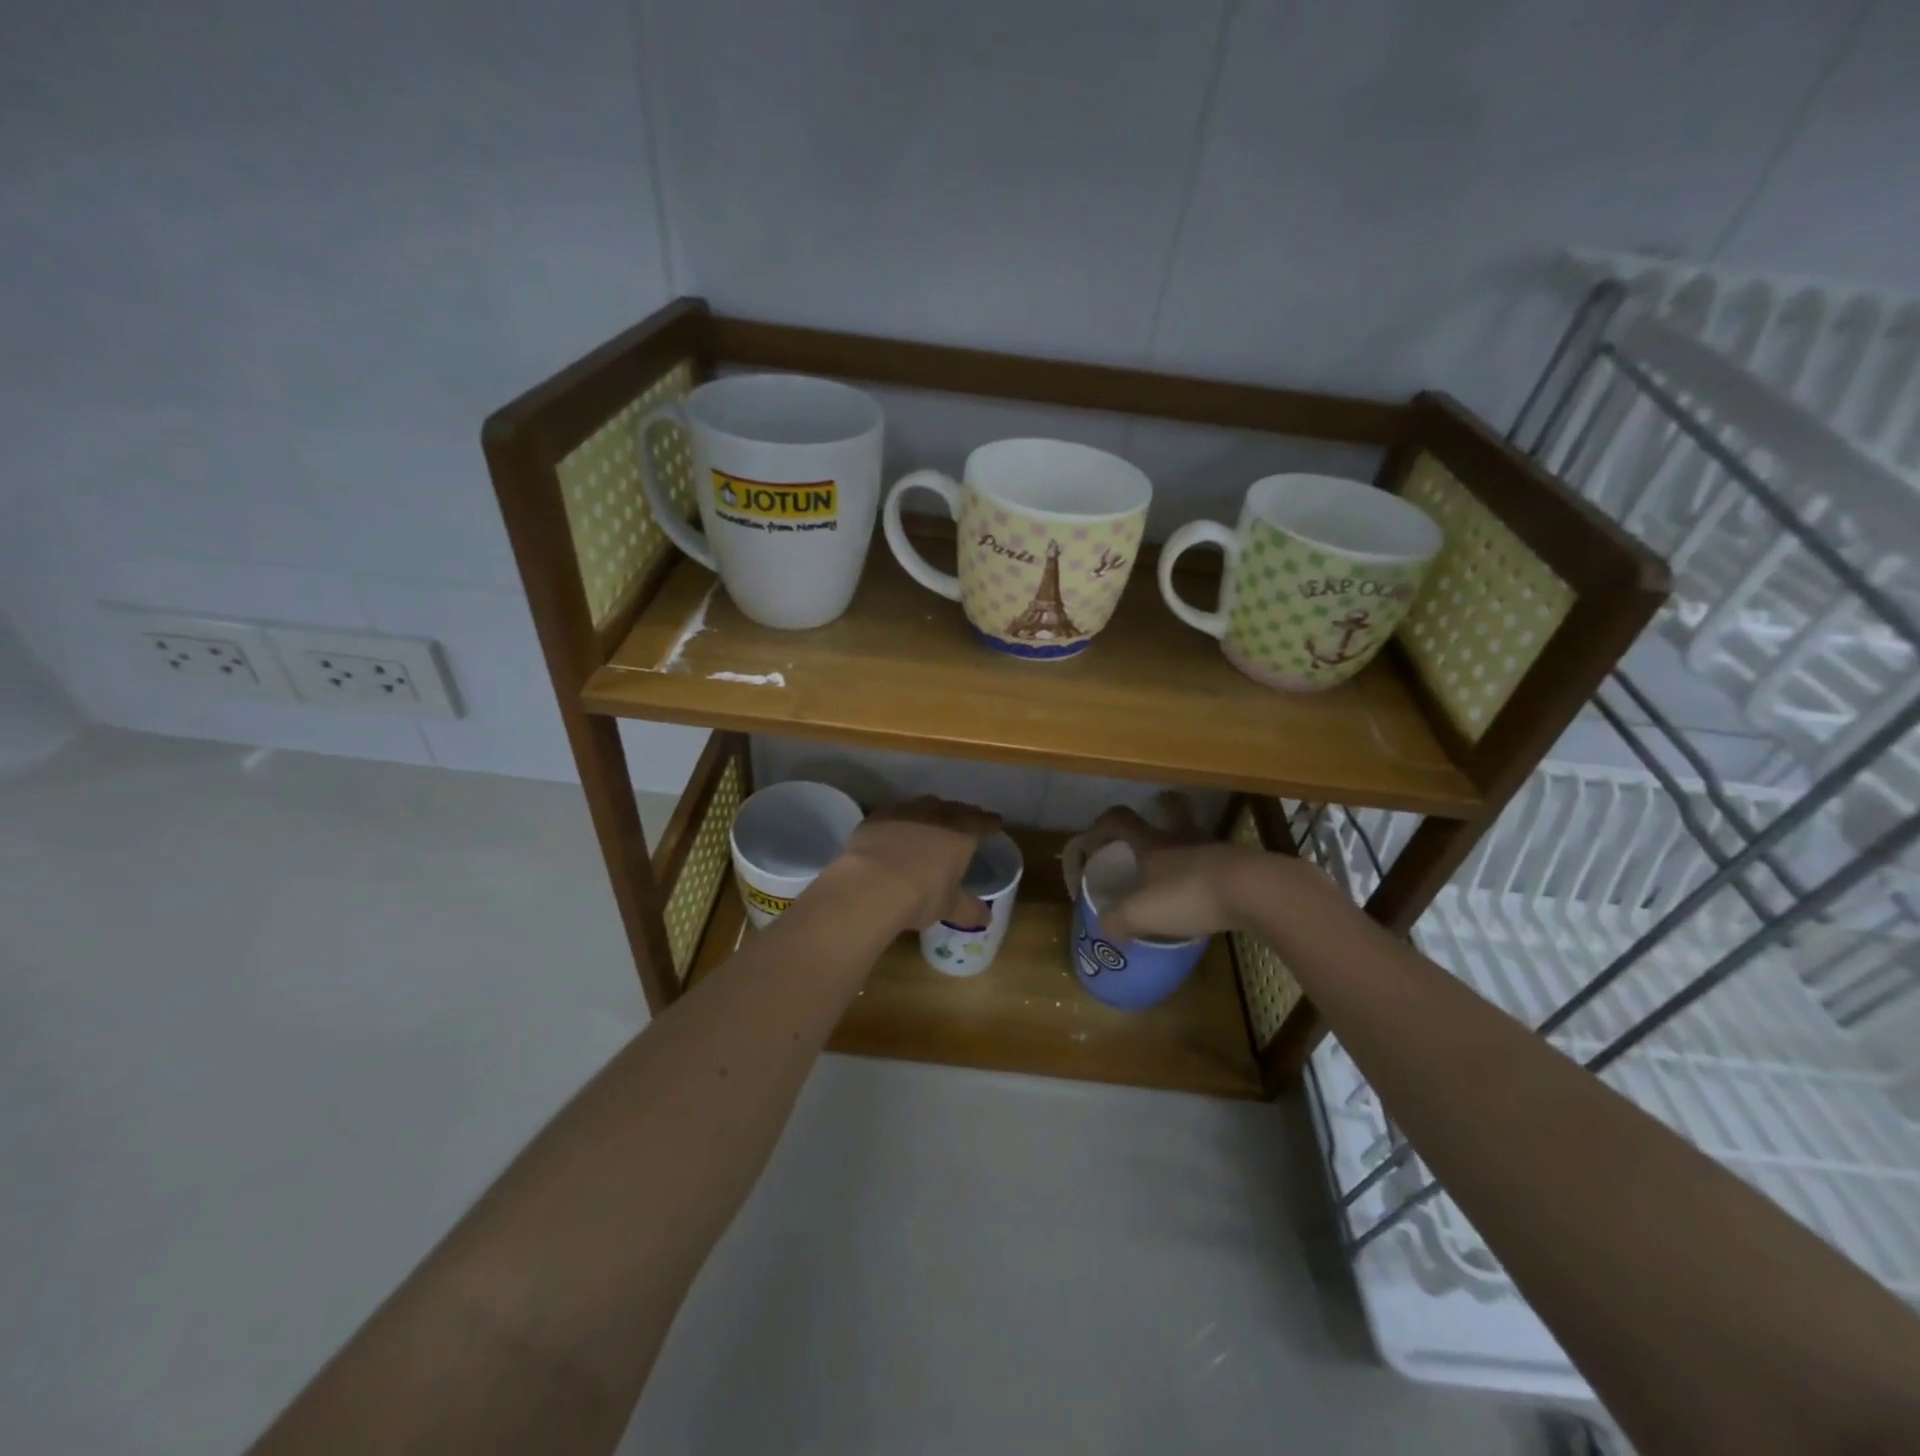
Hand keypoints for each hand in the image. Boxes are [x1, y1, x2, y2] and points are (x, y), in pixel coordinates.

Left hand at [836, 796, 1001, 931]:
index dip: (990, 823)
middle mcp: (936, 815)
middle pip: (955, 809)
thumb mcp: (949, 907)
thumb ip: (969, 909)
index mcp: (961, 834)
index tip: (995, 824)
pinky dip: (901, 821)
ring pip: (924, 806)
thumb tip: (986, 918)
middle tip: (966, 821)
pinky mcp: (877, 817)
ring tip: (932, 822)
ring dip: (931, 813)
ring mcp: (905, 812)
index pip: (982, 822)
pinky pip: (895, 814)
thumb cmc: (921, 895)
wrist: (872, 884)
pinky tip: (897, 831)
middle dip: (962, 814)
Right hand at [1079, 805, 1281, 941]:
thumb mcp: (1141, 914)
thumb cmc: (1188, 895)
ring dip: (1189, 838)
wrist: (1255, 892)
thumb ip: (1118, 920)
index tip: (1095, 836)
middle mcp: (1181, 839)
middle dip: (1162, 807)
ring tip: (1183, 859)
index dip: (1104, 824)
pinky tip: (1210, 889)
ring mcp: (1215, 849)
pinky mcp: (1242, 865)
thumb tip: (1104, 926)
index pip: (1121, 820)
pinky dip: (1211, 869)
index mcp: (1152, 844)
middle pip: (1172, 810)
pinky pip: (1220, 860)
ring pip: (1198, 833)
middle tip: (1157, 811)